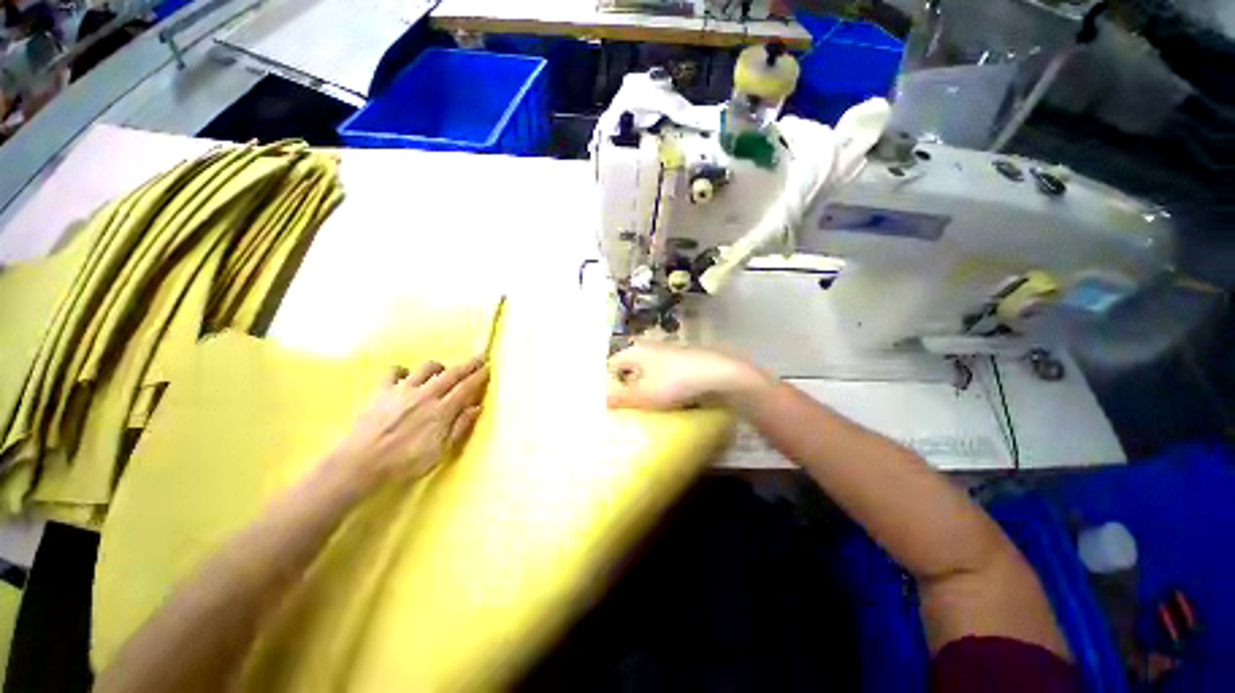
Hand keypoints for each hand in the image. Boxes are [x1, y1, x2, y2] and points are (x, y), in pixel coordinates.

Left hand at [326, 358, 488, 491]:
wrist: (360, 463)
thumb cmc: (404, 463)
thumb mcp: (440, 452)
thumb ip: (459, 427)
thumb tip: (476, 407)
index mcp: (442, 410)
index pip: (466, 388)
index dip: (479, 376)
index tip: (488, 367)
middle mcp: (426, 394)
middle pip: (453, 373)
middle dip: (469, 364)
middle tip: (479, 358)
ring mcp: (403, 390)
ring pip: (427, 368)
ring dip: (440, 367)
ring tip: (443, 371)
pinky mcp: (382, 390)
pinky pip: (395, 371)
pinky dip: (404, 371)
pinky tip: (406, 378)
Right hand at [606, 341, 768, 410]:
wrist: (718, 375)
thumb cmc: (675, 382)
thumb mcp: (644, 395)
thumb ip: (620, 398)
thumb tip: (601, 400)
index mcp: (636, 351)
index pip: (612, 364)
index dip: (606, 382)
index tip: (606, 401)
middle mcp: (650, 348)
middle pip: (630, 369)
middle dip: (625, 387)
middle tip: (621, 408)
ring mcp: (668, 354)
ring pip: (648, 373)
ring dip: (644, 389)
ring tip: (641, 410)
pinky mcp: (683, 363)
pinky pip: (664, 377)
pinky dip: (660, 388)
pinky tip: (664, 404)